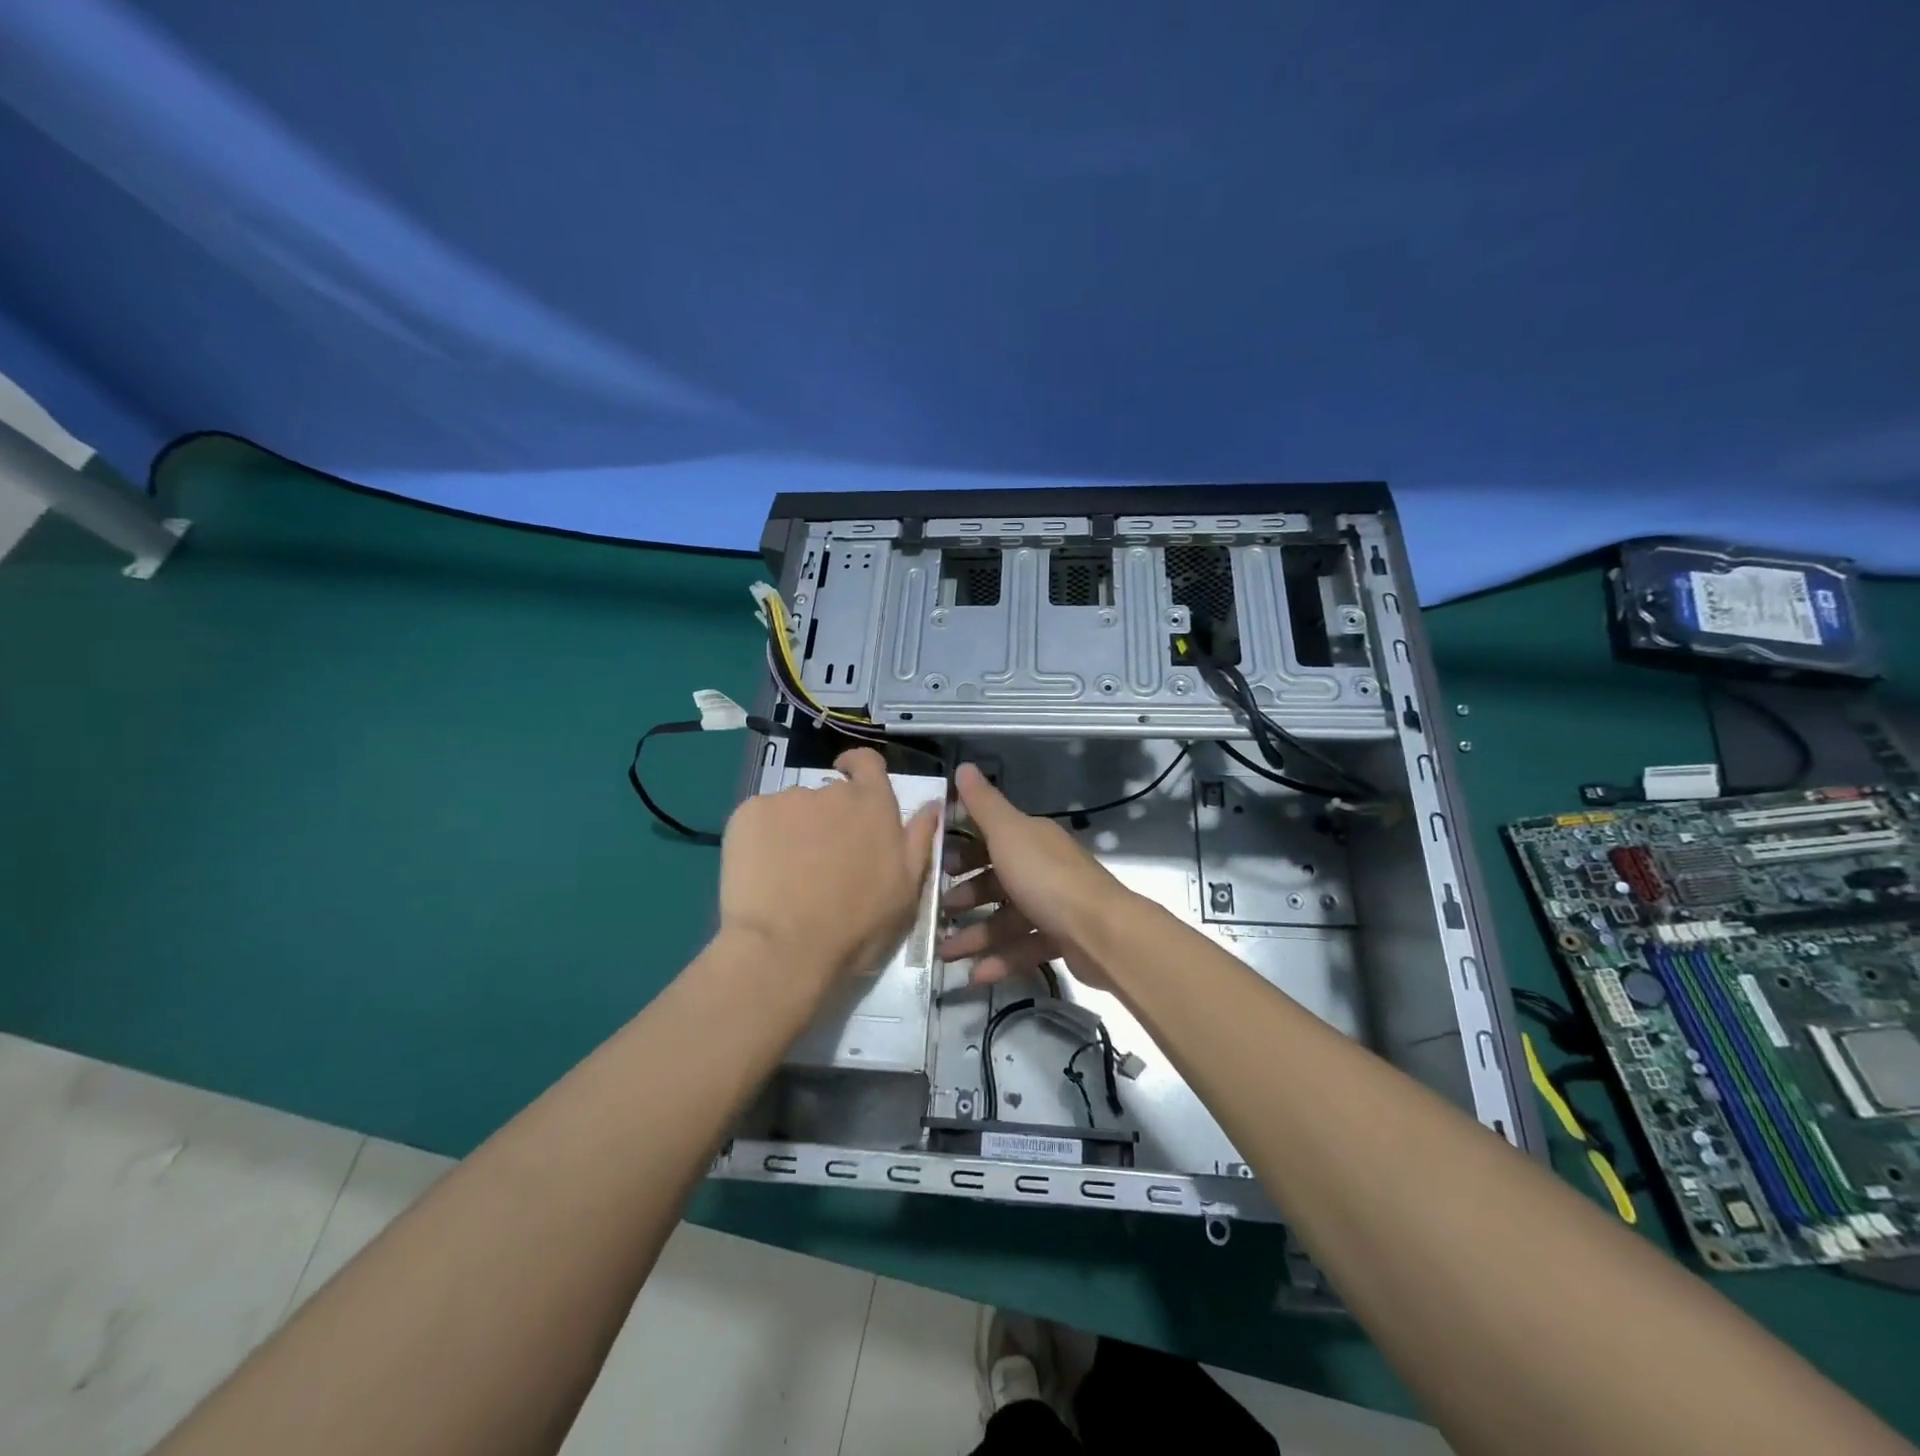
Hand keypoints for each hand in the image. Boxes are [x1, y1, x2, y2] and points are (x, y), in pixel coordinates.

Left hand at [719, 748, 941, 991]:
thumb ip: (919, 840)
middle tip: (823, 862)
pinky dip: (761, 839)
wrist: (783, 950)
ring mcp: (786, 800)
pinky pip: (759, 819)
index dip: (859, 768)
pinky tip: (761, 874)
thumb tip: (932, 804)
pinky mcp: (747, 814)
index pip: (868, 763)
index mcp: (874, 805)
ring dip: (795, 830)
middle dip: (829, 819)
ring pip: (793, 809)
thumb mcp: (906, 891)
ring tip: (788, 875)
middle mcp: (831, 792)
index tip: (851, 780)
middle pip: (830, 794)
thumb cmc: (856, 927)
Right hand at [938, 763, 1134, 986]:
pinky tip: (975, 975)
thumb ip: (983, 804)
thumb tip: (963, 766)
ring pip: (1006, 919)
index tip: (934, 867)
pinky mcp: (1061, 939)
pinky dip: (1000, 960)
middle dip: (965, 897)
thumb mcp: (1008, 834)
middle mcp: (1043, 868)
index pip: (991, 838)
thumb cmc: (1046, 878)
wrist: (1102, 931)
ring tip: (946, 954)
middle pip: (997, 880)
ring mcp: (1054, 905)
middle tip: (938, 913)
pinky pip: (1023, 948)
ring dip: (975, 935)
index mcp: (1031, 839)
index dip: (962, 851)